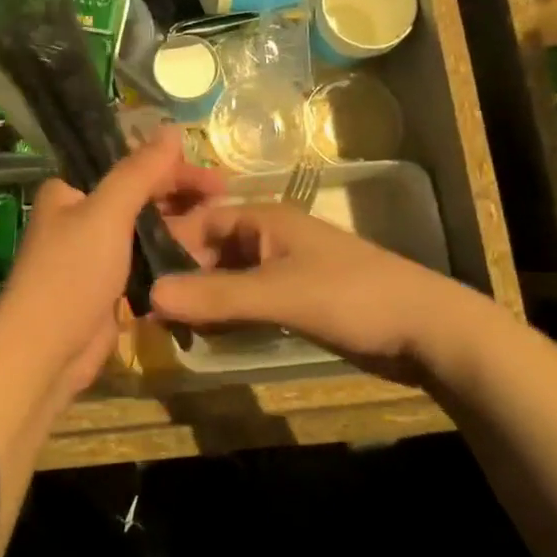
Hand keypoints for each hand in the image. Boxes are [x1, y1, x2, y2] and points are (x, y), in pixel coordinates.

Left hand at [0, 128, 222, 404]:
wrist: (45, 353)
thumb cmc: (71, 273)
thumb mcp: (107, 213)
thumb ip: (140, 171)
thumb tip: (172, 128)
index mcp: (70, 191)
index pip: (129, 166)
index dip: (173, 168)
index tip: (216, 178)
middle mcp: (80, 216)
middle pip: (139, 196)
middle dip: (181, 197)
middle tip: (225, 201)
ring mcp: (94, 253)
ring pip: (144, 230)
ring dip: (179, 227)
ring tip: (221, 229)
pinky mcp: (108, 286)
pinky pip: (144, 261)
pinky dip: (169, 256)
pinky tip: (202, 257)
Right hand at [148, 203, 511, 387]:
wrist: (427, 331)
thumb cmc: (353, 298)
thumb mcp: (280, 295)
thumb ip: (216, 295)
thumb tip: (149, 293)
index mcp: (263, 221)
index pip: (197, 222)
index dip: (163, 245)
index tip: (129, 274)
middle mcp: (267, 240)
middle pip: (207, 252)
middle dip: (178, 277)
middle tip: (142, 311)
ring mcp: (281, 271)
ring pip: (225, 279)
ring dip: (199, 299)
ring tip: (165, 328)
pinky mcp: (294, 301)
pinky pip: (245, 302)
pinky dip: (223, 315)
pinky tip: (204, 336)